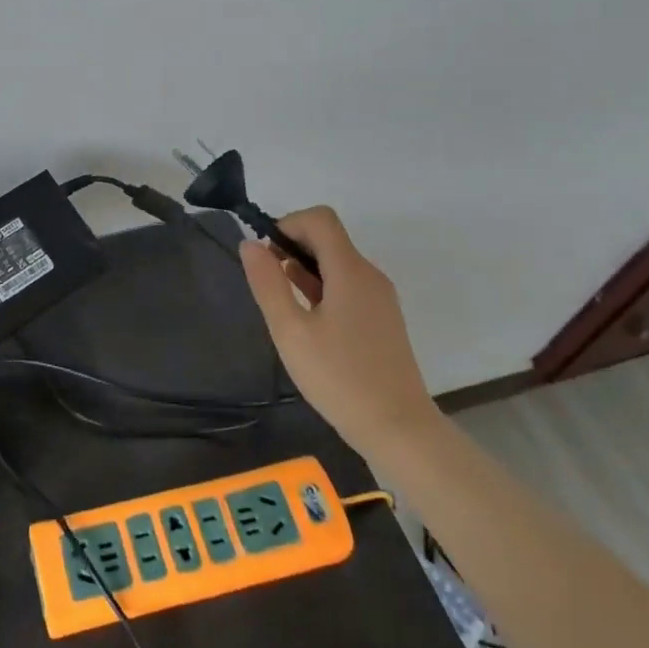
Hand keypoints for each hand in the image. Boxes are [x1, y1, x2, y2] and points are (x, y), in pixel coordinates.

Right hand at [237, 206, 438, 458]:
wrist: (398, 428)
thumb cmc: (339, 378)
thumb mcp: (290, 331)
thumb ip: (268, 283)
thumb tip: (250, 243)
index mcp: (350, 271)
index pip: (319, 219)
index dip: (287, 224)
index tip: (265, 256)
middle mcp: (370, 275)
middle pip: (328, 237)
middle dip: (292, 246)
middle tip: (267, 282)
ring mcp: (380, 297)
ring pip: (337, 262)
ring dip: (304, 269)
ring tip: (282, 305)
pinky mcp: (382, 318)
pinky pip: (348, 284)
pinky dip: (322, 287)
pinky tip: (306, 320)